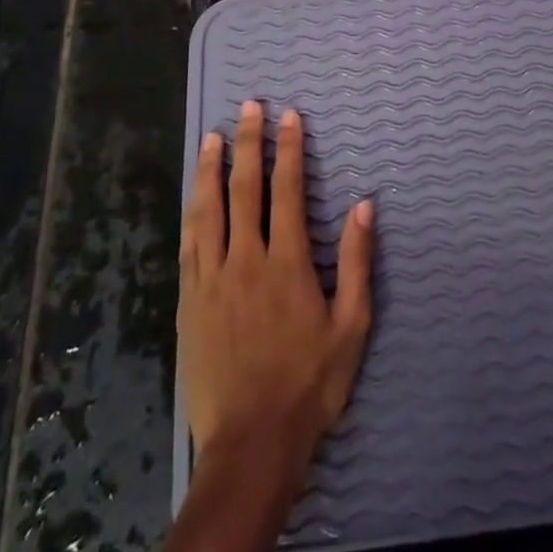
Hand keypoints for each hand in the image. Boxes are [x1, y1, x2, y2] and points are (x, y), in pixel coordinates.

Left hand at [179, 101, 374, 470]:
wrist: (251, 443)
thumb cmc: (309, 383)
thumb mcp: (351, 326)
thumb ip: (357, 261)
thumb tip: (364, 204)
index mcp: (287, 263)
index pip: (287, 191)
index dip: (288, 150)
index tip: (289, 117)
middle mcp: (245, 260)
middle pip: (244, 189)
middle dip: (248, 143)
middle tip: (248, 108)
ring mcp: (211, 280)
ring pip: (208, 210)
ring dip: (211, 169)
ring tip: (213, 137)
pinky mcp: (188, 302)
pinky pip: (188, 245)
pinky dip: (192, 212)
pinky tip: (193, 196)